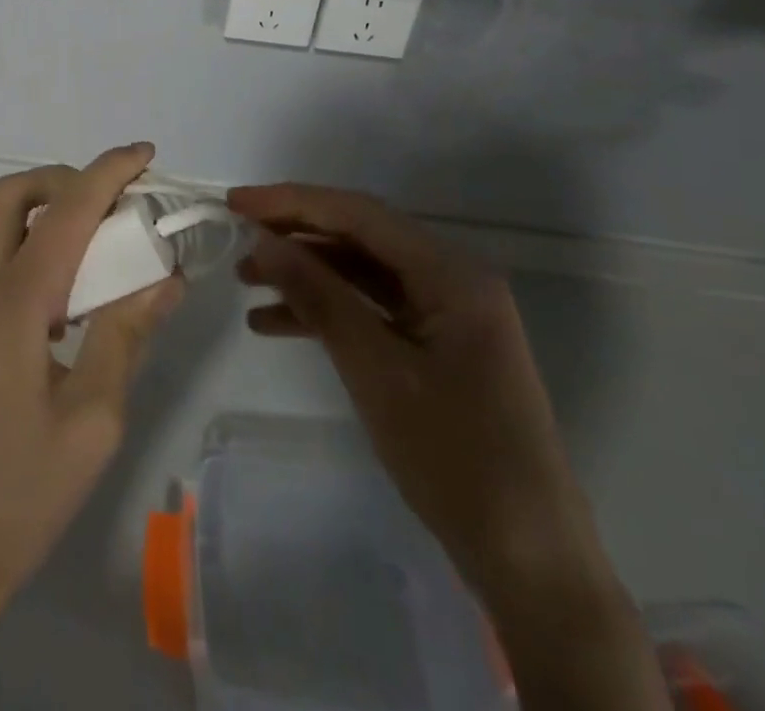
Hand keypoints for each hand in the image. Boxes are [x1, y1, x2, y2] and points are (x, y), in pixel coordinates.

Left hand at [0, 145, 181, 710]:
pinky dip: (25, 241)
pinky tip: (61, 289)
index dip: (107, 173)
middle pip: (10, 195)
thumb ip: (125, 335)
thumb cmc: (23, 491)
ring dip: (40, 208)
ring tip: (92, 237)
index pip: (65, 211)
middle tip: (110, 199)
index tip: (144, 154)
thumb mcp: (94, 419)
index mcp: (14, 305)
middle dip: (62, 178)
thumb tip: (165, 278)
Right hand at [229, 183, 666, 710]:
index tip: (236, 202)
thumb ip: (319, 296)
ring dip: (305, 273)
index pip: (360, 214)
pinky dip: (326, 311)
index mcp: (452, 273)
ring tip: (245, 280)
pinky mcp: (435, 345)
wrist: (529, 562)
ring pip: (361, 272)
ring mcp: (445, 314)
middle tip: (236, 235)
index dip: (293, 201)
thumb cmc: (455, 457)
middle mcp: (451, 279)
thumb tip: (264, 241)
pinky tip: (274, 323)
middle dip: (296, 235)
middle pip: (360, 237)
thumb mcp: (376, 370)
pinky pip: (371, 309)